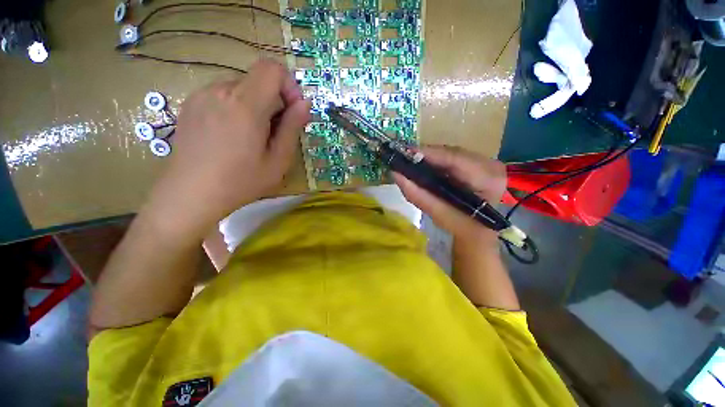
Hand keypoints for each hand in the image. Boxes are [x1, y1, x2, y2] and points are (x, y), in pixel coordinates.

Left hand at [149, 60, 311, 233]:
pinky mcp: (191, 103)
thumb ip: (293, 128)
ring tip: (252, 137)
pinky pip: (224, 95)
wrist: (191, 194)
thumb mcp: (278, 160)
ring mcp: (202, 95)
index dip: (288, 86)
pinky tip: (233, 135)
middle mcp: (221, 91)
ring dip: (256, 106)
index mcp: (245, 105)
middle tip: (274, 133)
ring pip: (242, 88)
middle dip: (274, 101)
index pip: (272, 68)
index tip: (291, 112)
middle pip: (258, 79)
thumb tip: (304, 104)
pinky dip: (237, 108)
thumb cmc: (241, 182)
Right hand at [393, 146, 506, 242]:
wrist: (480, 232)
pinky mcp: (479, 165)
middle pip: (452, 153)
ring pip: (452, 154)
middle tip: (404, 158)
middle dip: (426, 155)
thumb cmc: (462, 228)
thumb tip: (396, 175)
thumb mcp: (439, 215)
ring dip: (430, 158)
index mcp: (488, 179)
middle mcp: (491, 166)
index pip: (455, 159)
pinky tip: (425, 166)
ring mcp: (487, 163)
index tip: (405, 152)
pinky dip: (437, 162)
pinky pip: (454, 158)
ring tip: (411, 161)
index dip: (429, 154)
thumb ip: (418, 196)